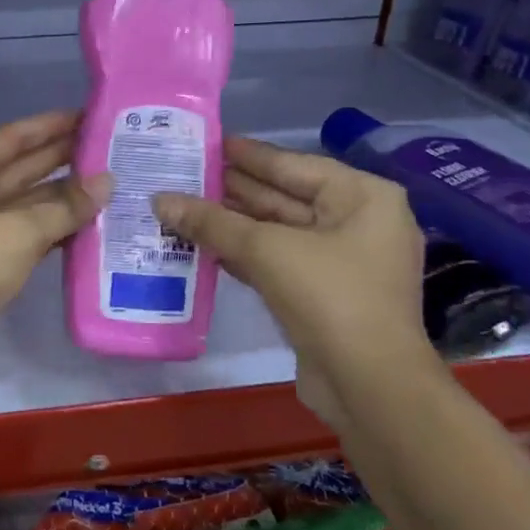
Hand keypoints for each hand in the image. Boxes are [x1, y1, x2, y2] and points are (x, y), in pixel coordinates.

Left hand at [0, 110, 108, 393]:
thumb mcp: (18, 231)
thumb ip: (65, 207)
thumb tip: (107, 182)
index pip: (13, 138)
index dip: (50, 126)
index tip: (89, 117)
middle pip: (22, 169)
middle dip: (64, 160)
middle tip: (112, 150)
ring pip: (29, 205)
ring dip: (65, 199)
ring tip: (113, 186)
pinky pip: (29, 236)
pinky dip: (56, 231)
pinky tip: (93, 227)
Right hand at [153, 137, 430, 426]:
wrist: (370, 386)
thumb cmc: (329, 297)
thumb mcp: (266, 250)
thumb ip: (211, 221)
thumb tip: (159, 199)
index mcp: (361, 197)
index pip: (292, 164)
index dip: (247, 154)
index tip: (207, 143)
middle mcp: (358, 222)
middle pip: (284, 196)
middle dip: (234, 190)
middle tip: (184, 174)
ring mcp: (343, 261)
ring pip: (278, 231)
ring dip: (233, 223)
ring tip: (183, 206)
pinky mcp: (326, 294)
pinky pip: (278, 261)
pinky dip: (244, 253)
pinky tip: (204, 245)